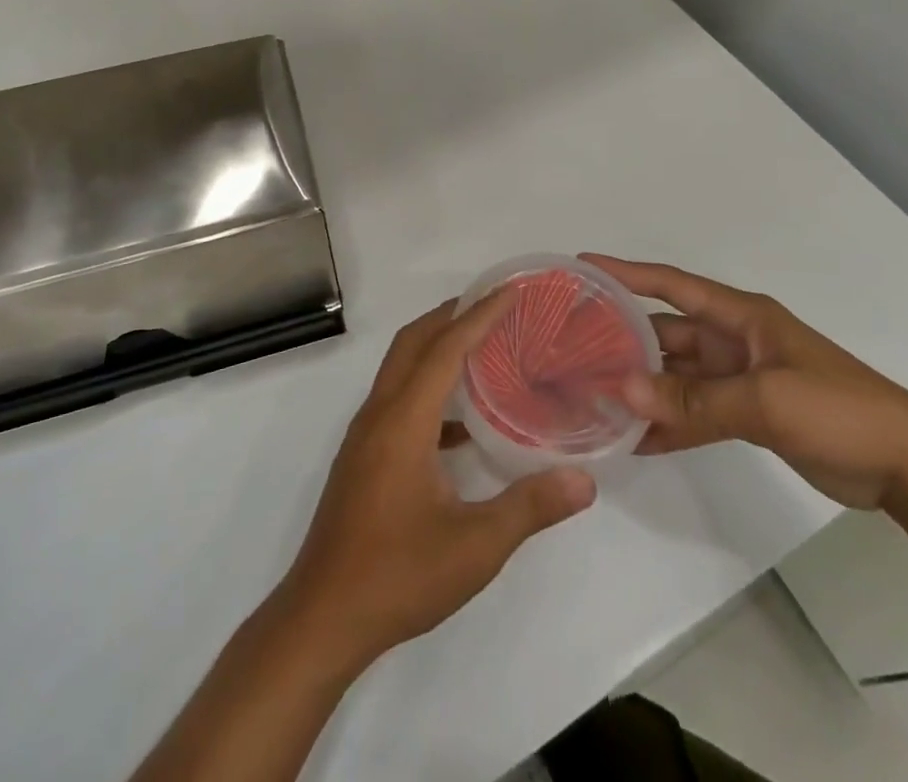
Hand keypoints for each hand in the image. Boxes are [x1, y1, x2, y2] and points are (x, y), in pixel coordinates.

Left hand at [277, 293, 596, 672]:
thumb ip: (530, 507)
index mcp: (404, 420)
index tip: (509, 290)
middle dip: (451, 314)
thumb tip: (584, 479)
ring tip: (482, 347)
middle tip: (494, 304)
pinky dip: (428, 388)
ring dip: (437, 347)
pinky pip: (398, 399)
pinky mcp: (363, 456)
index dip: (479, 315)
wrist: (323, 617)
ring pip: (401, 368)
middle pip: (414, 342)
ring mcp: (366, 434)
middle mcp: (379, 413)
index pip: (445, 348)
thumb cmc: (398, 576)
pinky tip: (461, 423)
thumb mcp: (474, 547)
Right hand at [583, 255, 907, 511]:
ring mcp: (740, 378)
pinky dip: (669, 423)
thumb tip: (623, 391)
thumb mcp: (766, 400)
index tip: (582, 265)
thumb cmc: (839, 409)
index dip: (626, 272)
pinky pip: (696, 412)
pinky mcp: (749, 414)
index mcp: (740, 316)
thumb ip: (695, 399)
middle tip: (573, 349)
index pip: (671, 284)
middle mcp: (733, 339)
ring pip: (676, 376)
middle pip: (666, 333)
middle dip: (624, 339)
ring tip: (593, 397)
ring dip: (643, 386)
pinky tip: (635, 440)